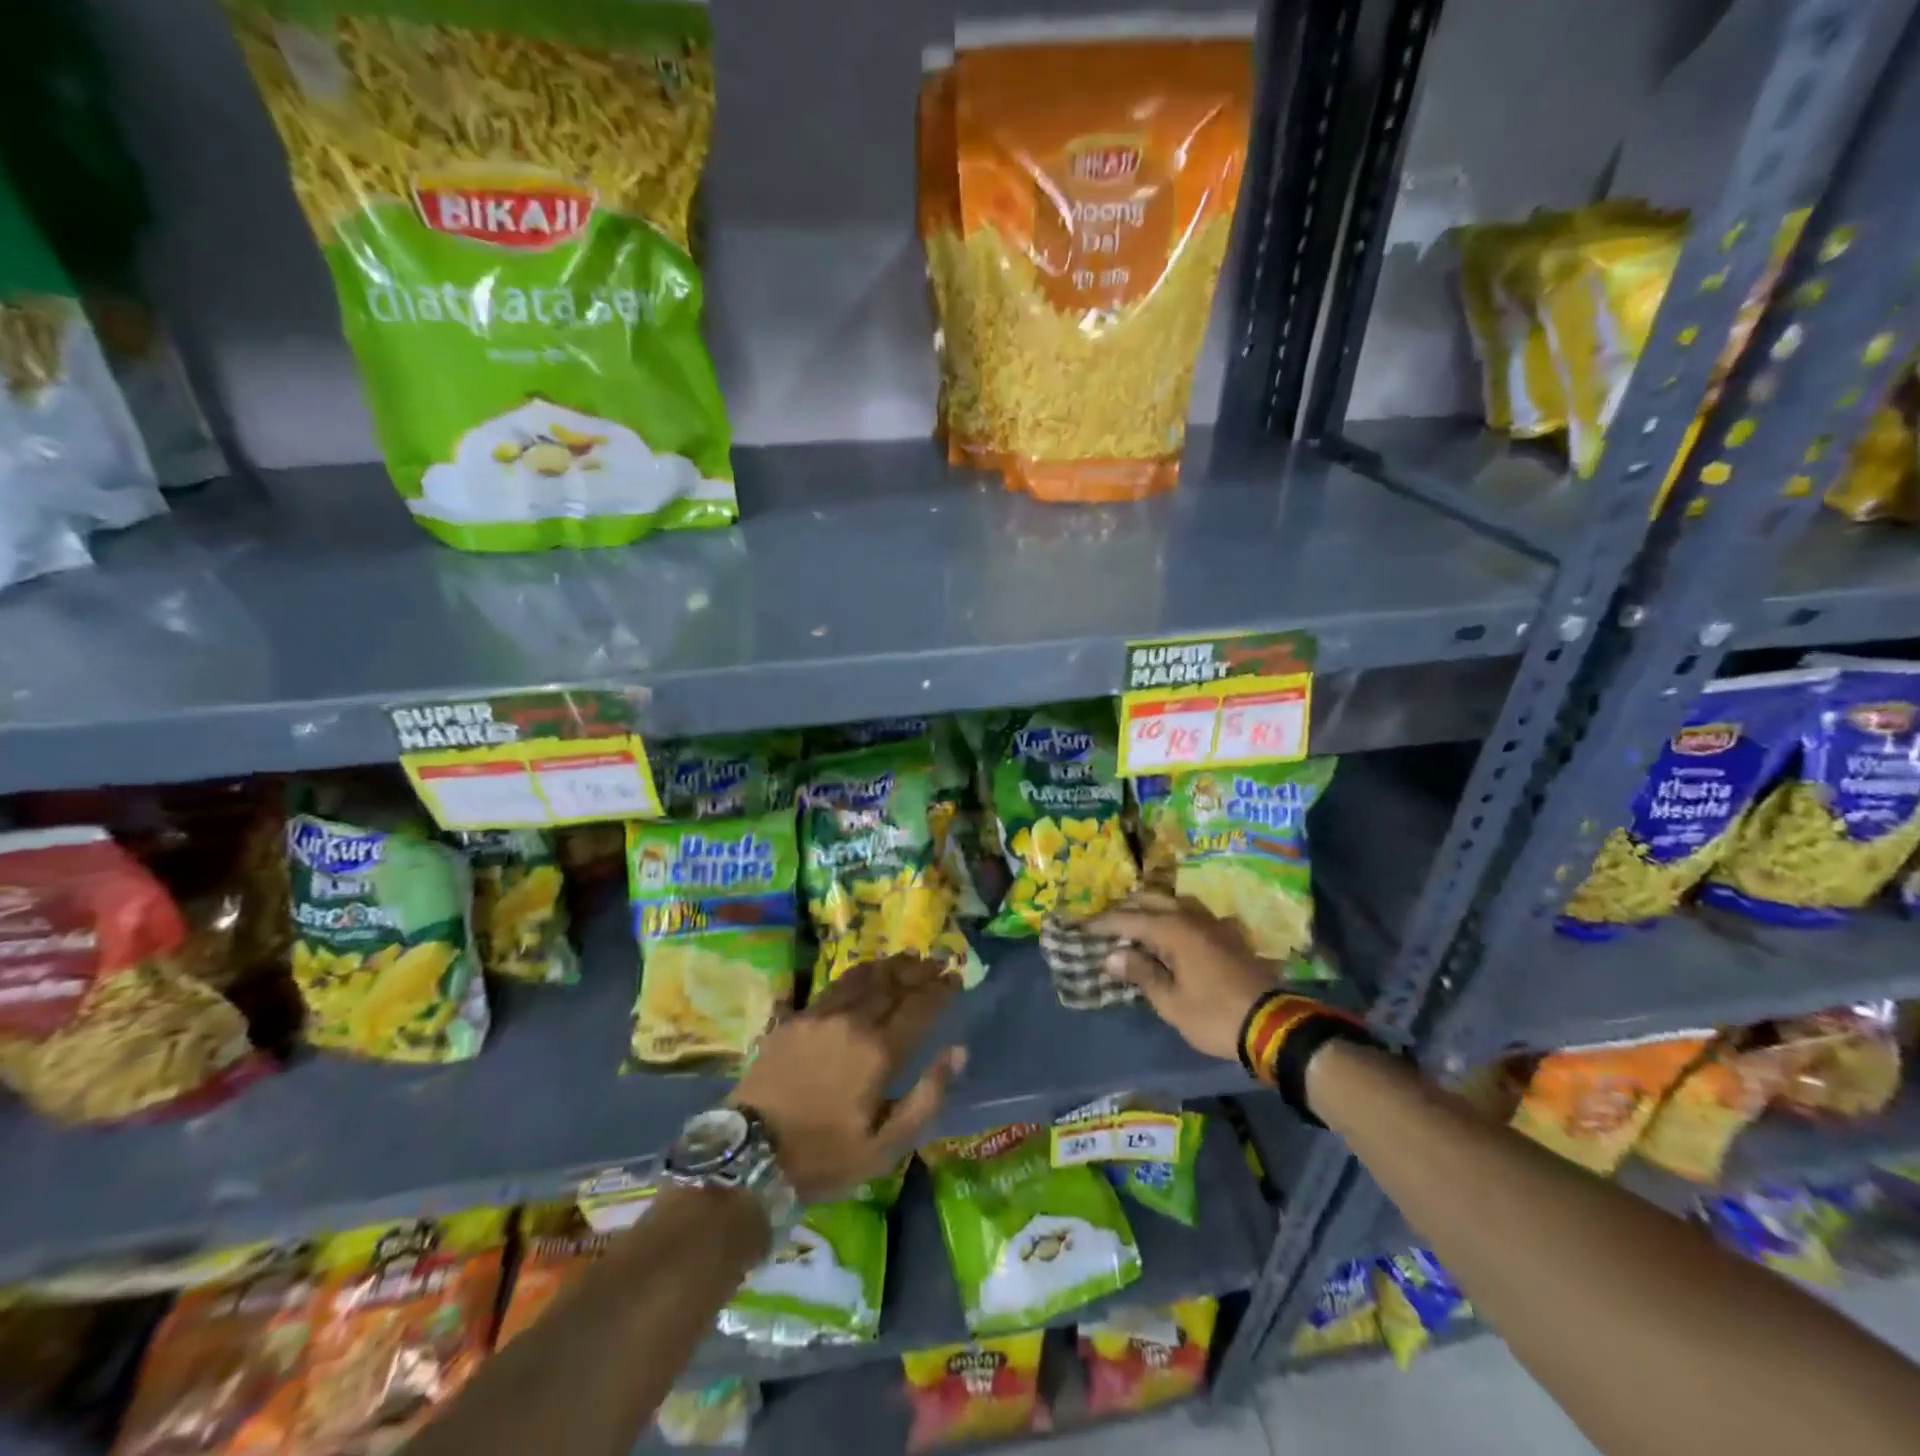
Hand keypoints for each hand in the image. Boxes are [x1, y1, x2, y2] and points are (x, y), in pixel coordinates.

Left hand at [731, 955, 966, 1202]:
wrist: (751, 1155)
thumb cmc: (825, 1156)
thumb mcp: (886, 1146)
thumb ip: (927, 1097)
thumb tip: (958, 1051)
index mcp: (879, 1052)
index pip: (919, 1008)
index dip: (940, 991)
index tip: (956, 978)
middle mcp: (853, 1022)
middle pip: (893, 985)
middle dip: (920, 972)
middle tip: (939, 962)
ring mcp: (821, 1015)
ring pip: (864, 978)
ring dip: (891, 965)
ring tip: (910, 958)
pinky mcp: (796, 1018)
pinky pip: (835, 985)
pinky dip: (860, 973)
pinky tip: (867, 971)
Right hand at [1088, 893, 1284, 1061]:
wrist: (1273, 1025)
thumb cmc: (1214, 1015)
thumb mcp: (1170, 1002)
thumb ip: (1141, 973)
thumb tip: (1112, 956)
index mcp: (1173, 930)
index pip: (1129, 919)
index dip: (1104, 923)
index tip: (1083, 927)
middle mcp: (1192, 917)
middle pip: (1152, 901)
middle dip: (1126, 908)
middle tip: (1106, 922)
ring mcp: (1214, 923)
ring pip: (1175, 902)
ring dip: (1152, 907)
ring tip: (1136, 921)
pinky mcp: (1229, 934)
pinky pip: (1194, 914)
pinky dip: (1176, 915)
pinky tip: (1174, 929)